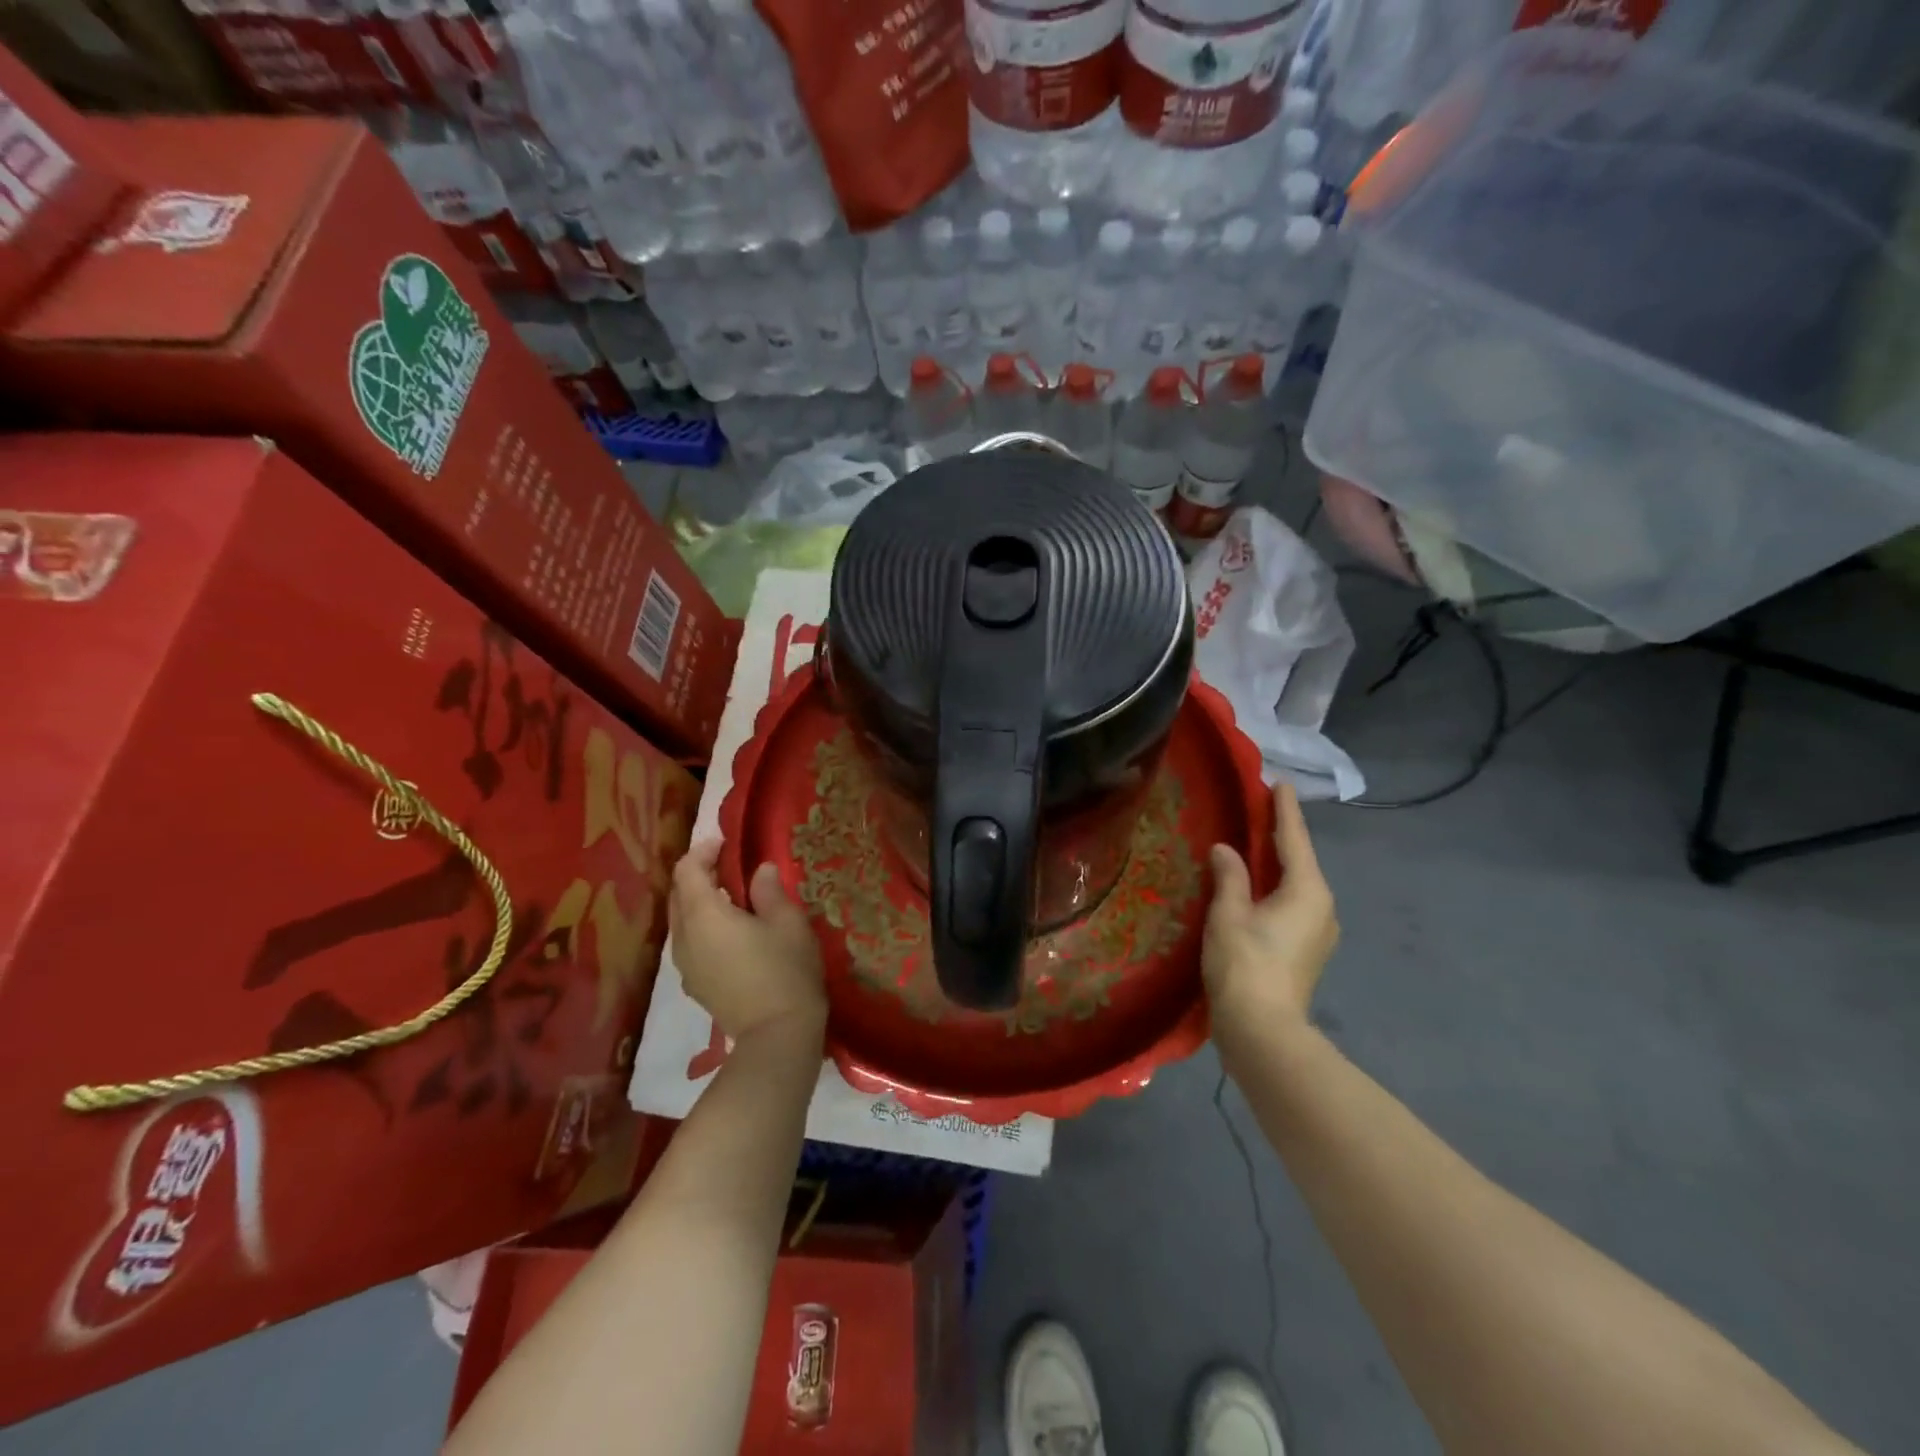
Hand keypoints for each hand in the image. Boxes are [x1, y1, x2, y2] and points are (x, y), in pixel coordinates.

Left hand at [669, 841, 826, 1044]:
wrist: (777, 1035)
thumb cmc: (785, 970)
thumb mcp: (788, 922)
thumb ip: (769, 891)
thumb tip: (760, 871)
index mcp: (703, 915)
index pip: (687, 871)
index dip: (703, 851)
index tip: (725, 843)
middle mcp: (683, 938)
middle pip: (678, 895)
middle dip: (697, 875)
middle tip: (728, 866)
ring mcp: (685, 966)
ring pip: (681, 921)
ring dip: (699, 903)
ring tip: (732, 898)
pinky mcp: (694, 985)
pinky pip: (689, 943)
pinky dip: (702, 927)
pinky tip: (730, 933)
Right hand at [1202, 784, 1338, 1037]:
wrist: (1263, 1031)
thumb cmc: (1245, 964)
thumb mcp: (1229, 913)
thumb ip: (1229, 876)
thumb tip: (1225, 850)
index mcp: (1308, 891)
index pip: (1294, 839)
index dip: (1284, 810)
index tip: (1280, 783)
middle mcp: (1322, 907)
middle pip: (1299, 862)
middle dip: (1280, 836)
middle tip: (1258, 809)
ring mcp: (1319, 932)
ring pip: (1295, 886)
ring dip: (1276, 865)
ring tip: (1252, 846)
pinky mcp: (1307, 951)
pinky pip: (1292, 906)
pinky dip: (1274, 889)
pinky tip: (1254, 888)